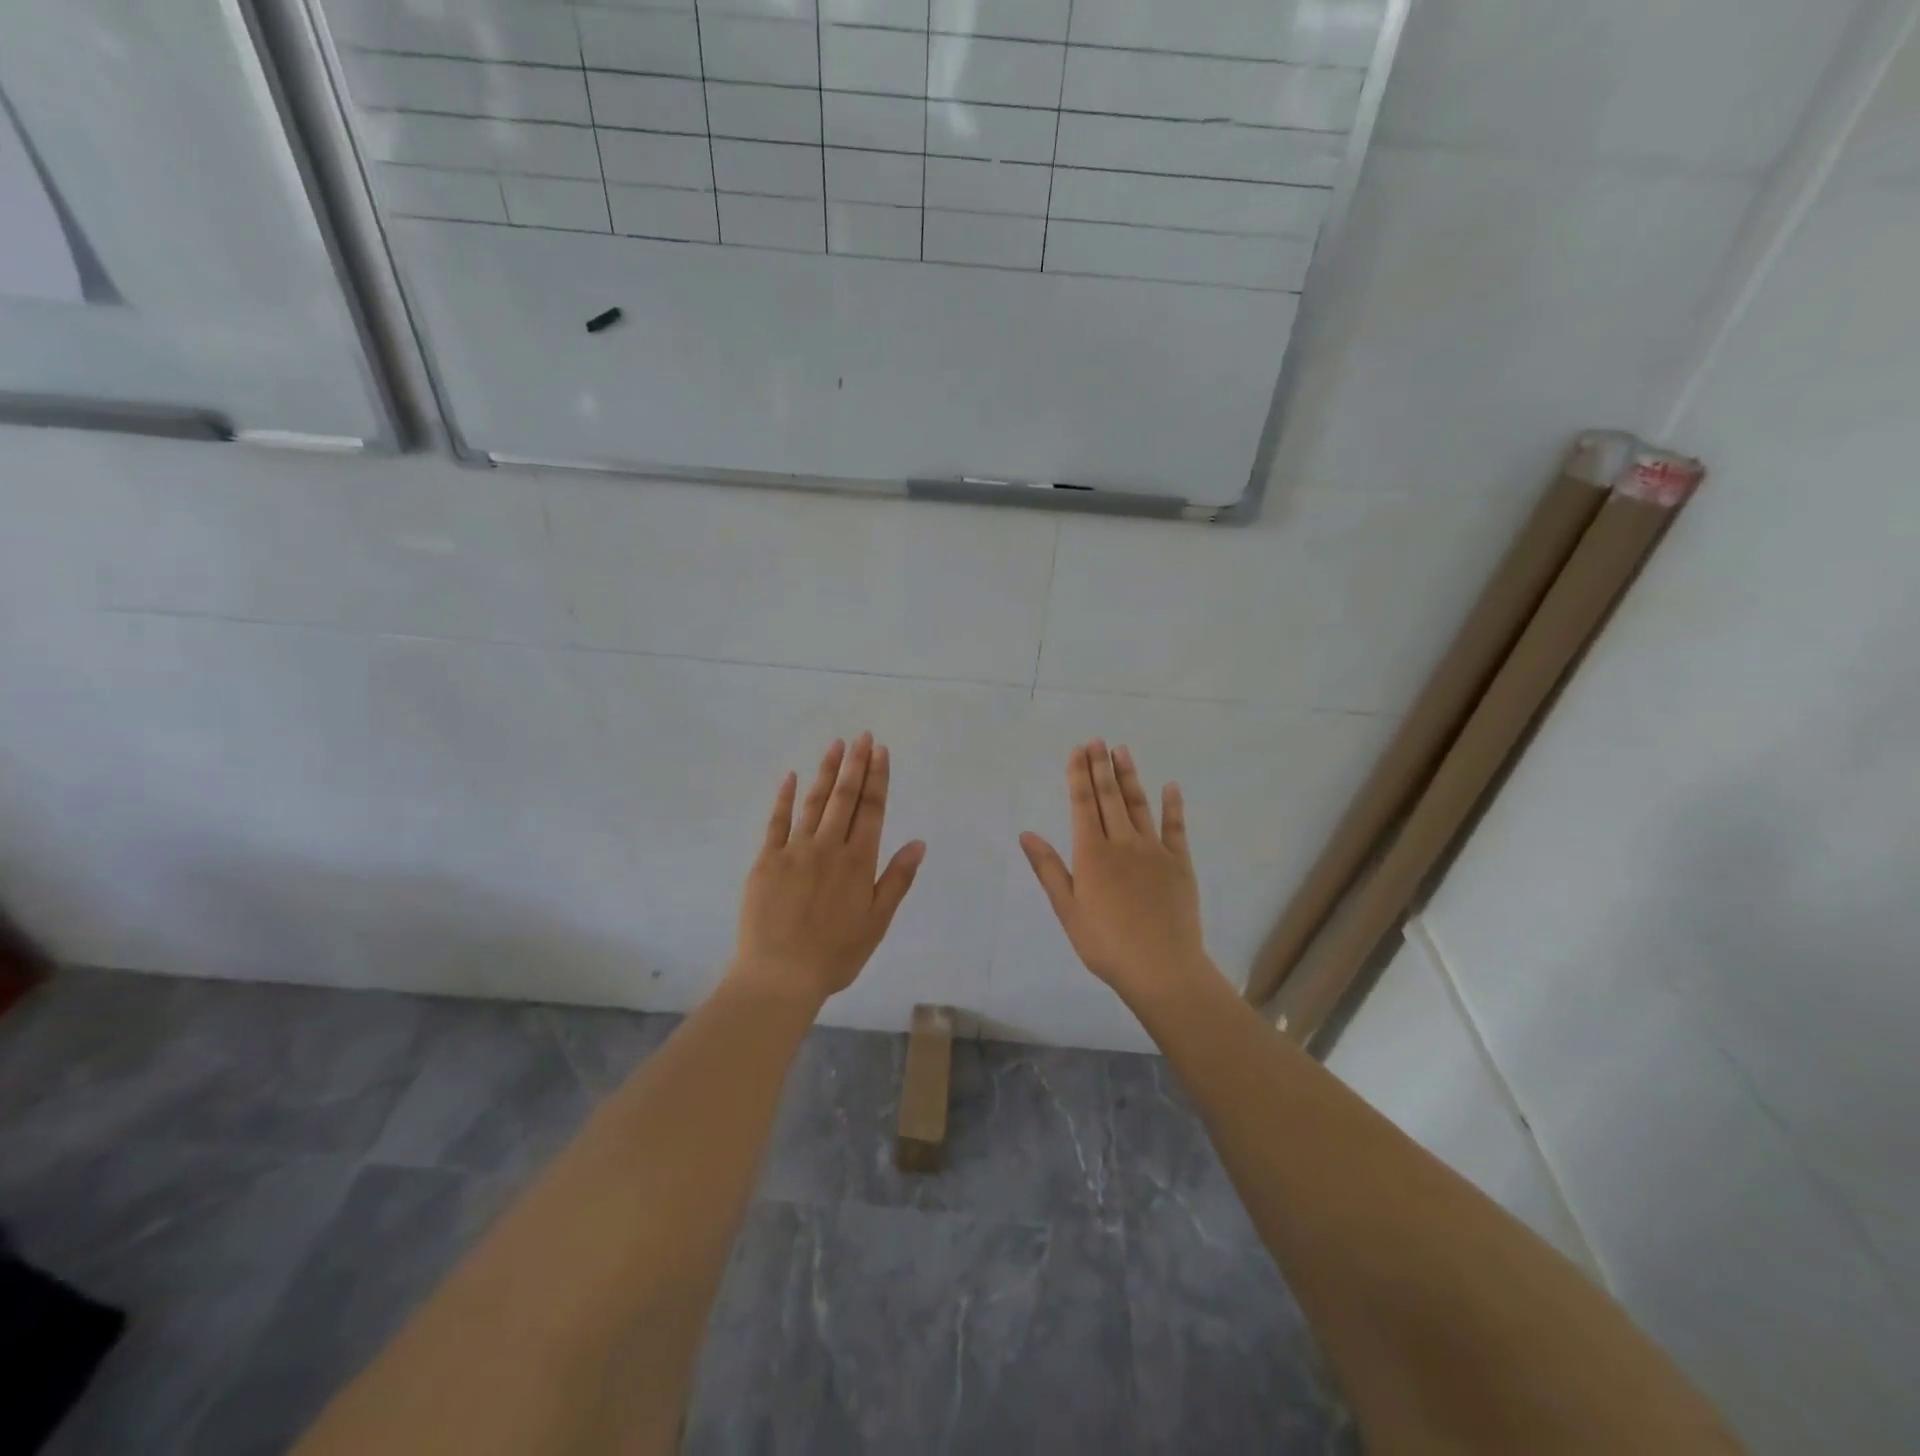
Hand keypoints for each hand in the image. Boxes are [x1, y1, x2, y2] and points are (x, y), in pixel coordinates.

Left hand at [731, 733, 925, 1006]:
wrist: (779, 975)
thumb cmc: (835, 955)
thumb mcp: (877, 922)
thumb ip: (896, 880)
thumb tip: (918, 843)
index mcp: (858, 862)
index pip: (872, 810)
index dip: (878, 779)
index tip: (881, 751)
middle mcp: (829, 847)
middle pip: (845, 798)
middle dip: (856, 765)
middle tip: (862, 736)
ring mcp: (795, 851)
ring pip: (814, 802)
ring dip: (827, 772)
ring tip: (836, 746)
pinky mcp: (766, 860)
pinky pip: (776, 822)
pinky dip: (784, 797)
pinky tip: (790, 776)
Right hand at [1020, 741, 1213, 1004]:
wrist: (1161, 968)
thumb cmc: (1105, 944)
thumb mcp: (1067, 909)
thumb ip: (1048, 868)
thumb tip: (1026, 833)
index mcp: (1092, 854)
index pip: (1082, 805)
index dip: (1079, 776)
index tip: (1078, 751)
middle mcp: (1122, 843)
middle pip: (1109, 797)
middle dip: (1101, 766)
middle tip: (1098, 740)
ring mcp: (1154, 851)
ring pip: (1139, 805)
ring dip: (1129, 776)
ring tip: (1123, 751)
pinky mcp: (1180, 863)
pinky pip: (1176, 828)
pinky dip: (1173, 805)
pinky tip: (1171, 787)